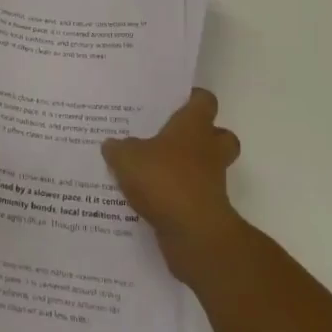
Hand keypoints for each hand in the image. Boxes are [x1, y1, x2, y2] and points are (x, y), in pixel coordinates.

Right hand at [104, 88, 242, 280]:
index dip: (193, 98)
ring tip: (157, 170)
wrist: (194, 234)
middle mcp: (209, 149)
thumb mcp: (127, 158)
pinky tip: (153, 199)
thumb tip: (111, 144)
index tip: (176, 100)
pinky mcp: (208, 209)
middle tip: (173, 137)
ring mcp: (213, 181)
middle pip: (220, 134)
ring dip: (190, 168)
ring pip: (209, 167)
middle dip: (203, 136)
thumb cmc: (164, 180)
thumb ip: (118, 148)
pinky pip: (195, 195)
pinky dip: (180, 196)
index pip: (204, 100)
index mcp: (194, 126)